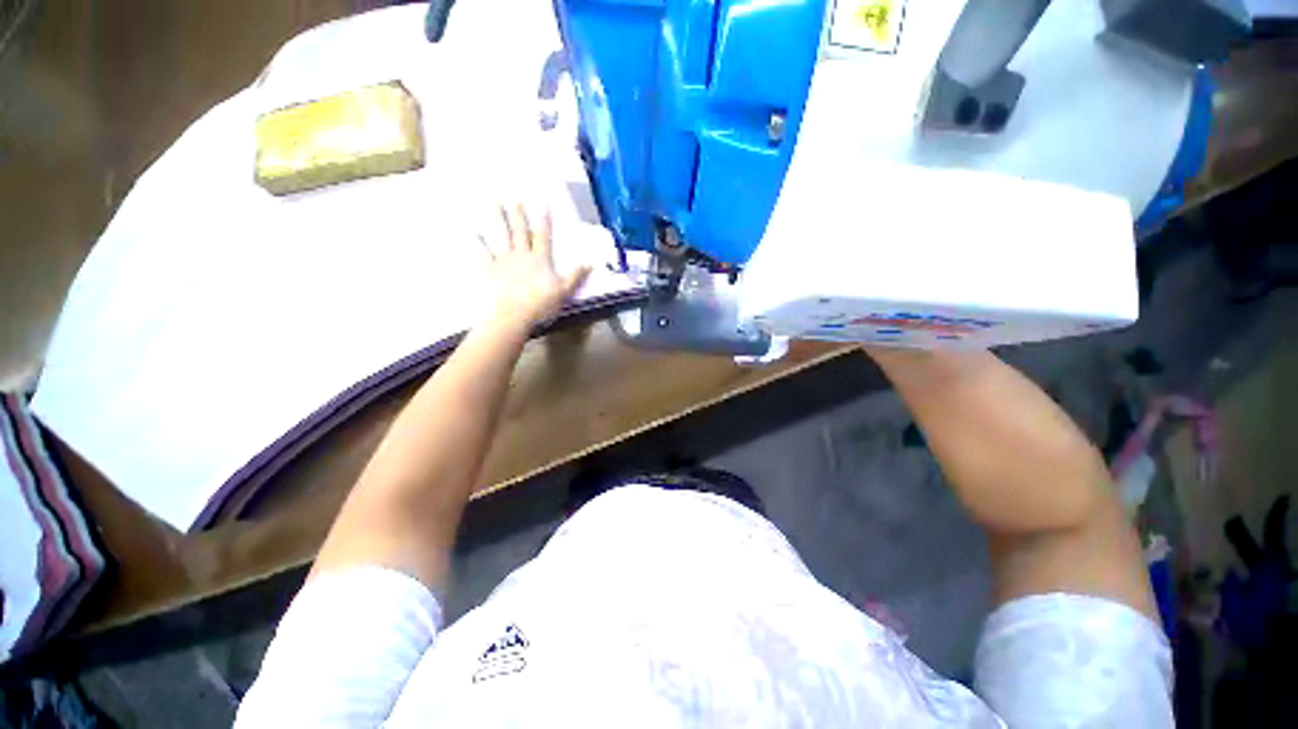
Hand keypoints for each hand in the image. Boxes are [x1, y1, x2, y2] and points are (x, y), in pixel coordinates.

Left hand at [480, 204, 589, 328]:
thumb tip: (590, 263)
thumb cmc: (541, 303)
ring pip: (501, 236)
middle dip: (518, 214)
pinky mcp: (490, 269)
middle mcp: (522, 255)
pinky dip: (478, 243)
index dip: (544, 220)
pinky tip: (472, 232)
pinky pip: (483, 253)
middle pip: (520, 231)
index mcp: (540, 259)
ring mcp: (504, 260)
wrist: (515, 314)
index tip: (543, 204)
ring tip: (494, 203)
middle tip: (514, 198)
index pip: (543, 236)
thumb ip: (576, 276)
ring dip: (497, 219)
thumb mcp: (564, 291)